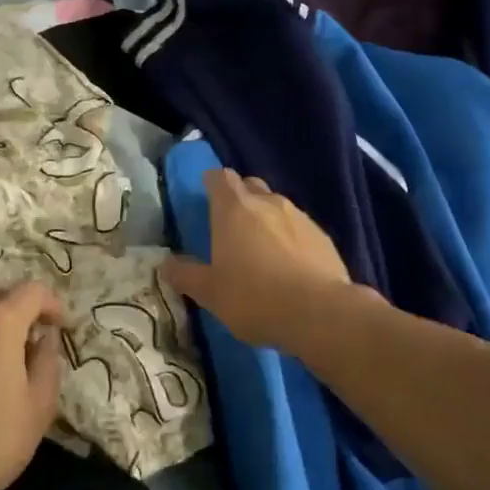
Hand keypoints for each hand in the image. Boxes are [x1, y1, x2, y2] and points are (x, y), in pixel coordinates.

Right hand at [161, 169, 356, 350]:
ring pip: (277, 206)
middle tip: (230, 224)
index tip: (206, 196)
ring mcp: (300, 217)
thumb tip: (166, 264)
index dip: (212, 183)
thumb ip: (186, 275)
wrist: (319, 312)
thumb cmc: (254, 297)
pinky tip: (289, 264)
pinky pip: (299, 228)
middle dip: (239, 197)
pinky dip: (289, 238)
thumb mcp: (210, 293)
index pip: (220, 177)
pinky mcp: (323, 237)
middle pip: (250, 186)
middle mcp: (268, 203)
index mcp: (234, 209)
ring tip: (261, 249)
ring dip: (266, 219)